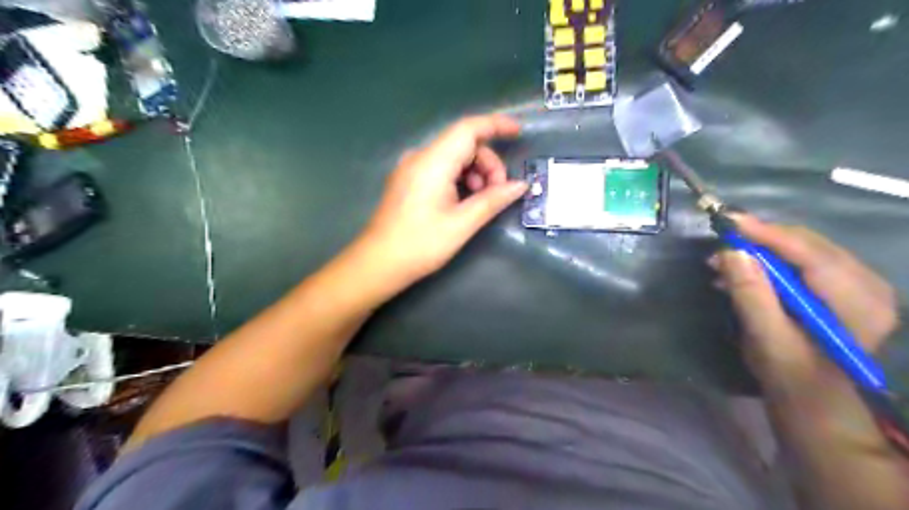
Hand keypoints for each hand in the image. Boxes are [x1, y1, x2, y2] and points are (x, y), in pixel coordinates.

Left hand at [356, 115, 525, 288]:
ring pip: (453, 156)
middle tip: (499, 192)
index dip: (496, 125)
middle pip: (463, 144)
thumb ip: (493, 201)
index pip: (468, 128)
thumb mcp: (462, 224)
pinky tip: (464, 200)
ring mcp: (411, 168)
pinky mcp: (408, 180)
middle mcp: (420, 157)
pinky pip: (441, 168)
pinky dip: (459, 178)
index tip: (518, 132)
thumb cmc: (421, 244)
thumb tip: (521, 185)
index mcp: (433, 162)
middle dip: (488, 163)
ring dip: (475, 172)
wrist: (378, 263)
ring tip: (481, 200)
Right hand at [714, 215, 897, 386]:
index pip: (810, 253)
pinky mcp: (843, 291)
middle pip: (809, 246)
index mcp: (857, 303)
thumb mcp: (766, 338)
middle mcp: (868, 286)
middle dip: (760, 242)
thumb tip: (730, 251)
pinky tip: (744, 274)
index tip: (728, 220)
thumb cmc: (792, 378)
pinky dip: (771, 264)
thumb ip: (751, 294)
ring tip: (723, 263)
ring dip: (762, 253)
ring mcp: (859, 287)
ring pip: (804, 251)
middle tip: (719, 246)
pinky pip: (805, 263)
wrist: (818, 405)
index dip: (766, 233)